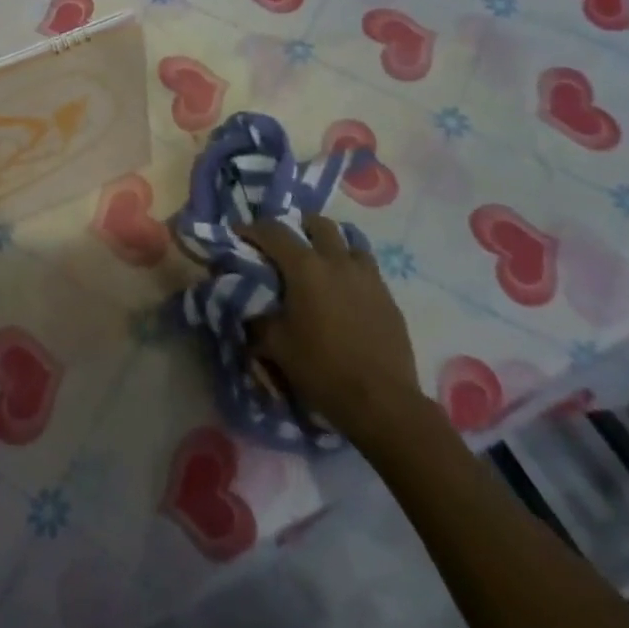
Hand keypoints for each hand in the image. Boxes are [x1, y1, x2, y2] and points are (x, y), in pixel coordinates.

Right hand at [239, 214, 424, 445]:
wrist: (383, 403)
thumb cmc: (323, 369)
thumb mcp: (277, 346)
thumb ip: (258, 319)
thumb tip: (247, 308)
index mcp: (306, 268)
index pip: (274, 231)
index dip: (252, 229)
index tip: (240, 234)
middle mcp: (338, 262)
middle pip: (318, 224)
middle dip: (298, 226)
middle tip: (286, 244)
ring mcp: (368, 277)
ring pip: (350, 241)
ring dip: (331, 244)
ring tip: (321, 261)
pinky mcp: (388, 297)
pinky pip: (367, 269)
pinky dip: (352, 269)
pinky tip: (346, 291)